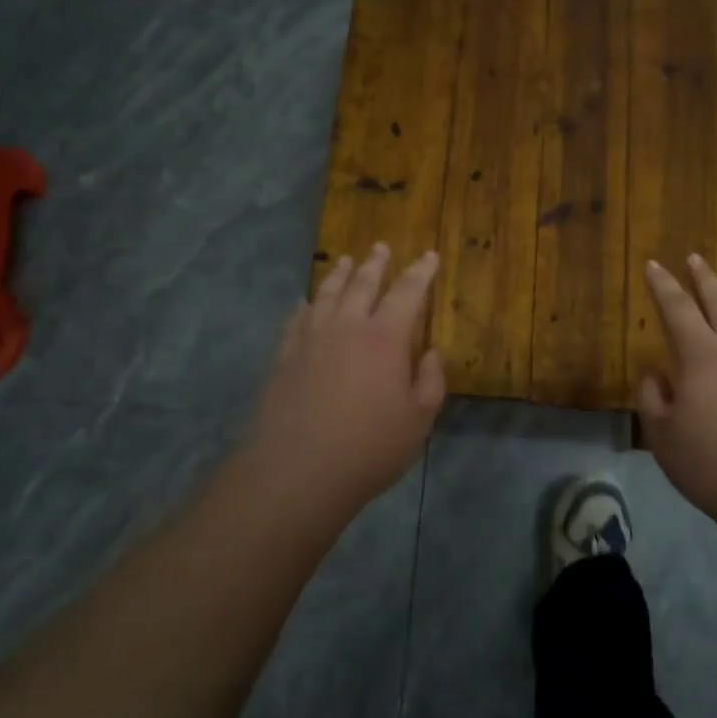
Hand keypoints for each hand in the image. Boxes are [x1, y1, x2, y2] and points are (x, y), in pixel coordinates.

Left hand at [244, 243, 446, 518]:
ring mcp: (311, 338)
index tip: (429, 256)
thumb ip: (430, 381)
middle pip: (362, 283)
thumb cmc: (369, 448)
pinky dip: (306, 304)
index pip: (408, 292)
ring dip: (339, 274)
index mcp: (385, 337)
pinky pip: (297, 318)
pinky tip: (306, 302)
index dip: (421, 272)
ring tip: (344, 261)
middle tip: (381, 247)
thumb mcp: (418, 420)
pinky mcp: (285, 355)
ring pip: (327, 293)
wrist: (298, 470)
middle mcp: (347, 326)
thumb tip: (431, 353)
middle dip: (375, 263)